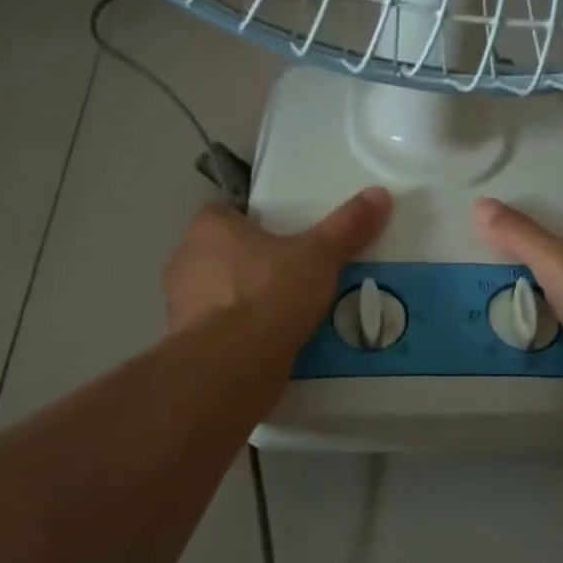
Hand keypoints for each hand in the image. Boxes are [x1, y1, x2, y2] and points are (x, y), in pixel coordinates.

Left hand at [164, 187, 392, 344]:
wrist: (232, 368)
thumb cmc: (269, 295)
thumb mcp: (319, 256)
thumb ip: (348, 226)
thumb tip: (380, 194)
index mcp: (209, 229)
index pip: (227, 212)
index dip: (255, 221)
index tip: (286, 235)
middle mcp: (186, 261)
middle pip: (225, 253)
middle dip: (255, 263)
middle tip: (296, 273)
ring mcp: (182, 306)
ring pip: (223, 294)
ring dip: (249, 301)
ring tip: (292, 312)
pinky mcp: (188, 346)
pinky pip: (222, 330)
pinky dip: (243, 334)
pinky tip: (275, 343)